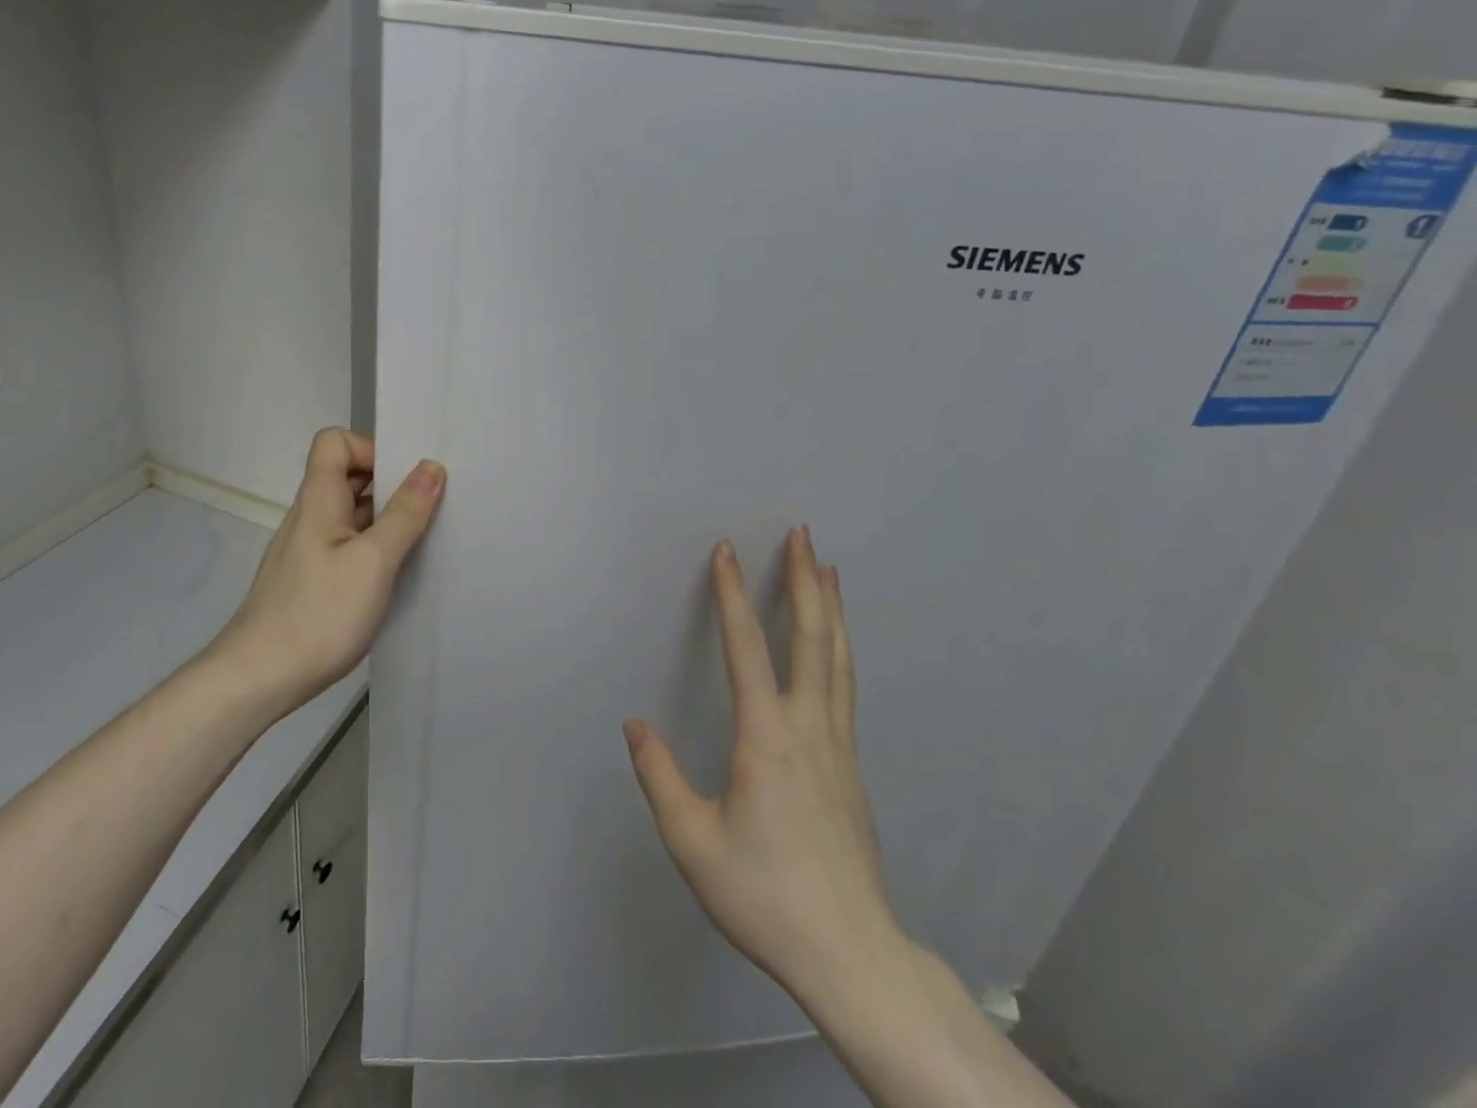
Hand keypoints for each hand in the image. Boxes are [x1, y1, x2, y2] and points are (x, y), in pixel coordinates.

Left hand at [210, 428, 444, 718]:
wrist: (258, 680)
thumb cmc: (318, 614)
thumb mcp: (373, 561)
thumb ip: (404, 513)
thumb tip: (431, 466)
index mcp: (319, 500)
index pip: (335, 442)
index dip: (370, 448)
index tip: (404, 479)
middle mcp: (311, 517)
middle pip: (348, 477)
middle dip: (389, 484)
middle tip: (428, 507)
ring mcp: (309, 550)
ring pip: (351, 514)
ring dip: (386, 520)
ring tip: (422, 541)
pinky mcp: (312, 580)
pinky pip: (348, 546)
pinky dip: (374, 549)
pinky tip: (395, 577)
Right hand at [624, 527, 903, 1007]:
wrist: (852, 955)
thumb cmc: (765, 895)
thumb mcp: (693, 842)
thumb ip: (659, 776)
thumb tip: (635, 723)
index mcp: (767, 737)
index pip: (747, 647)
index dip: (733, 594)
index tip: (727, 550)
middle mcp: (809, 727)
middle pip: (812, 637)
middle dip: (804, 579)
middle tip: (802, 534)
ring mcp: (839, 745)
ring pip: (838, 659)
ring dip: (831, 607)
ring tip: (828, 569)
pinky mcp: (852, 767)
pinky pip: (844, 687)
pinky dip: (840, 648)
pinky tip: (835, 647)